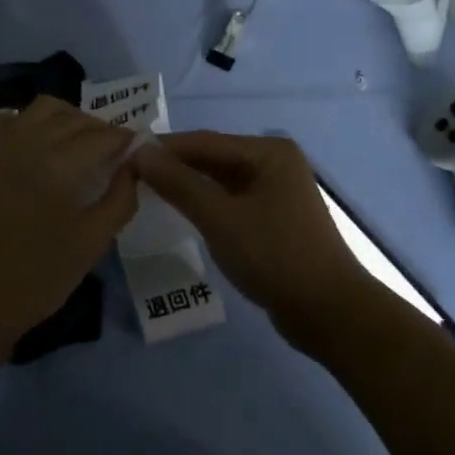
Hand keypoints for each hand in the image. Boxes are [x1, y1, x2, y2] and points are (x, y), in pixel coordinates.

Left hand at [0, 97, 137, 367]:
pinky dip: (28, 123)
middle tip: (111, 152)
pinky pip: (7, 119)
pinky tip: (35, 147)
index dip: (126, 140)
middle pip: (76, 118)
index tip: (138, 150)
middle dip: (100, 130)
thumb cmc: (37, 279)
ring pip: (42, 109)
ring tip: (76, 144)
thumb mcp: (92, 244)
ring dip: (67, 119)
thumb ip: (120, 199)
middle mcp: (29, 142)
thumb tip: (132, 166)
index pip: (105, 136)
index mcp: (61, 166)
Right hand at [134, 131, 379, 353]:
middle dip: (174, 166)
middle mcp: (274, 162)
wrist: (330, 313)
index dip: (163, 148)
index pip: (204, 141)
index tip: (124, 155)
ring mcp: (276, 190)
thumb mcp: (220, 218)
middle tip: (130, 174)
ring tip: (147, 191)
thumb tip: (140, 153)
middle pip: (213, 158)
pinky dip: (206, 203)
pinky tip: (181, 211)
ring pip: (221, 180)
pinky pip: (231, 200)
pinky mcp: (274, 217)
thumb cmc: (274, 256)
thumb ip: (179, 183)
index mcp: (268, 152)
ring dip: (188, 185)